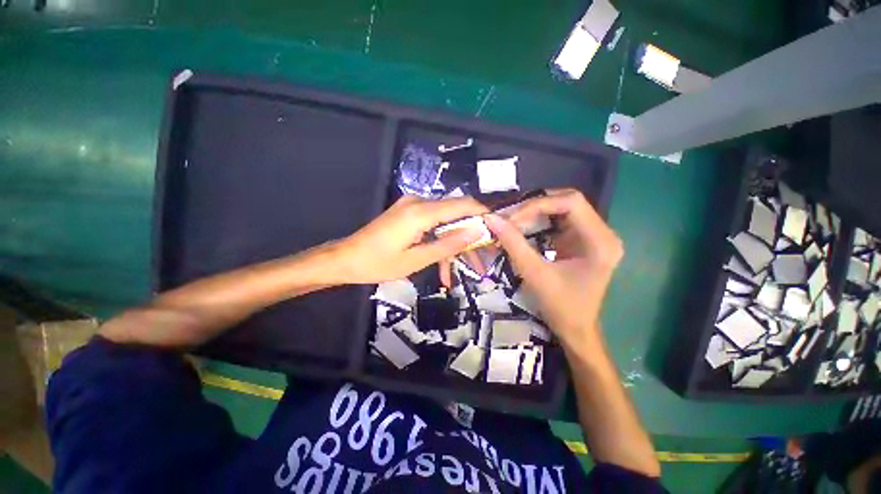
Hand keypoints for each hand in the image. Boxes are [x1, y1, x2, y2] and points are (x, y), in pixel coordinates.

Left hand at [338, 196, 488, 283]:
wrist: (345, 259)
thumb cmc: (378, 264)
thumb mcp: (416, 260)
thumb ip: (447, 244)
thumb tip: (476, 232)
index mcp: (420, 212)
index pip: (462, 204)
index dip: (482, 214)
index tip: (497, 229)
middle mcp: (418, 203)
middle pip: (455, 214)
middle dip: (470, 237)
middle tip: (482, 260)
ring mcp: (412, 207)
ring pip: (445, 223)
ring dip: (454, 244)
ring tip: (463, 271)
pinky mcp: (408, 214)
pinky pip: (431, 226)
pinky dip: (439, 242)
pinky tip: (443, 267)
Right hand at [484, 189, 622, 347]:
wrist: (576, 329)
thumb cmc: (560, 307)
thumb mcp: (534, 274)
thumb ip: (513, 243)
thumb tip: (491, 219)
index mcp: (601, 241)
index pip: (571, 202)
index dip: (538, 204)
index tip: (511, 218)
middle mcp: (603, 233)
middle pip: (567, 202)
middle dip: (535, 207)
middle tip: (509, 217)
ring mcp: (594, 236)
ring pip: (562, 209)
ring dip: (535, 213)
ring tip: (512, 221)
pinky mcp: (582, 241)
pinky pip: (559, 221)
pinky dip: (539, 222)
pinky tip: (523, 228)